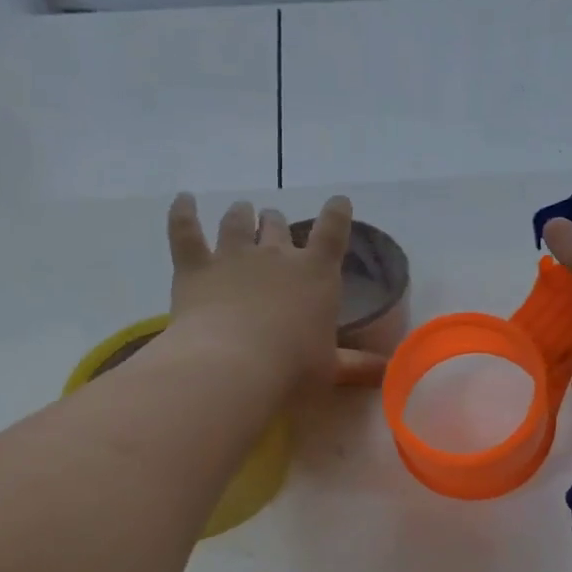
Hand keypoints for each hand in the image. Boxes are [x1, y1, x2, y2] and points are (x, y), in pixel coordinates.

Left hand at [166, 193, 385, 388]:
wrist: (232, 366)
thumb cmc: (291, 369)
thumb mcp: (331, 370)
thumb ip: (358, 366)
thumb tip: (388, 371)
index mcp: (315, 274)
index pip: (332, 232)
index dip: (337, 214)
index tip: (338, 202)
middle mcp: (275, 255)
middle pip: (277, 225)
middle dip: (277, 223)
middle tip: (274, 226)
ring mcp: (233, 256)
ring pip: (237, 222)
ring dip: (241, 214)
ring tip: (242, 211)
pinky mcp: (195, 267)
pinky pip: (185, 230)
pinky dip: (183, 212)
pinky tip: (184, 199)